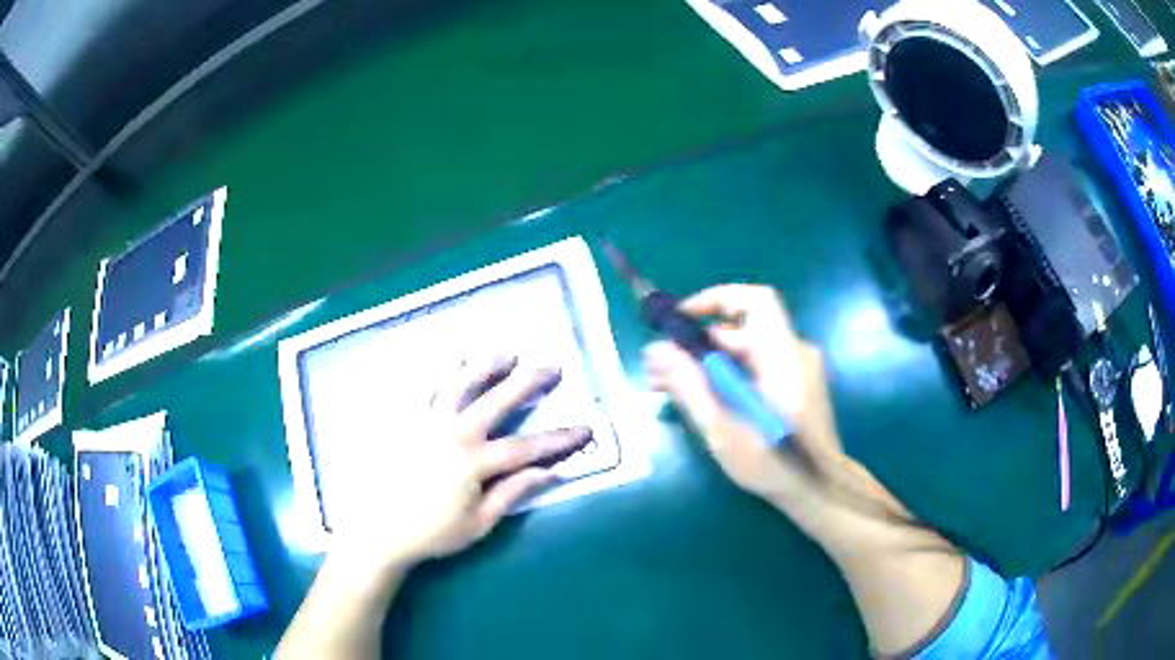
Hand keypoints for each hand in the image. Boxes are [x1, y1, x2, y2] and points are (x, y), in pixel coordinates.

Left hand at [333, 356, 589, 570]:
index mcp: (474, 462)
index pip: (527, 446)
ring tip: (506, 353)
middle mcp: (453, 432)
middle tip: (552, 368)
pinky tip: (454, 361)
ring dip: (486, 364)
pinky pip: (423, 385)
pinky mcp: (403, 418)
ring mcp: (425, 420)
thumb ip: (513, 494)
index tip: (585, 430)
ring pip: (459, 381)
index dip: (559, 439)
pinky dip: (441, 370)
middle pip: (498, 399)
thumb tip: (550, 473)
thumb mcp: (479, 524)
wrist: (378, 530)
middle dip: (529, 381)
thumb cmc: (431, 533)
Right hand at [644, 285, 841, 500]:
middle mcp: (795, 353)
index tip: (681, 320)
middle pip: (741, 330)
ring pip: (746, 351)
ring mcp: (798, 368)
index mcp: (782, 356)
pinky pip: (758, 366)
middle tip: (659, 370)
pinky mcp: (796, 384)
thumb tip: (654, 350)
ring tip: (670, 389)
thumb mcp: (723, 428)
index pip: (755, 301)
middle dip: (697, 344)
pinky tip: (704, 400)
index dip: (716, 299)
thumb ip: (689, 385)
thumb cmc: (773, 463)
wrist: (818, 489)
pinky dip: (729, 374)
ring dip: (708, 363)